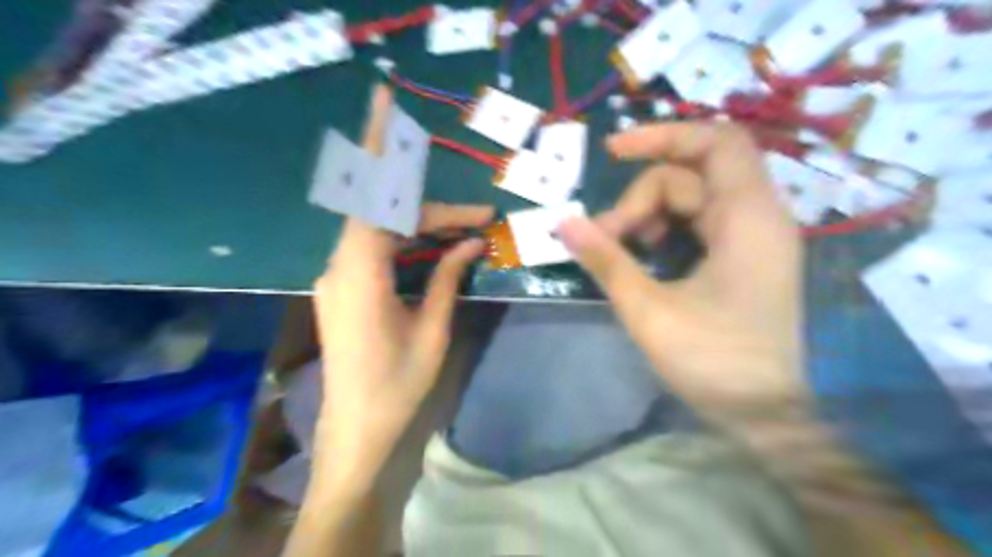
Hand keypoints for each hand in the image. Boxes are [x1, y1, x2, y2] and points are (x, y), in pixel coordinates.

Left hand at [310, 86, 492, 488]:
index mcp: (359, 272)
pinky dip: (407, 244)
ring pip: (382, 232)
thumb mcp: (433, 329)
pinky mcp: (343, 290)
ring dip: (422, 228)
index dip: (378, 147)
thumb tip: (470, 242)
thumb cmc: (397, 386)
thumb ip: (448, 277)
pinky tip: (435, 250)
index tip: (389, 105)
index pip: (369, 194)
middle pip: (386, 215)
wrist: (356, 432)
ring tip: (466, 233)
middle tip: (479, 220)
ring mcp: (338, 278)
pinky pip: (376, 251)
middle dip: (433, 211)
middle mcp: (340, 266)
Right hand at [557, 122, 804, 417]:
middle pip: (692, 174)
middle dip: (641, 195)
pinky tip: (643, 254)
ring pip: (693, 198)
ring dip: (649, 214)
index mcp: (749, 218)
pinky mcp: (744, 257)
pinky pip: (701, 222)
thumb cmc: (711, 361)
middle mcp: (759, 216)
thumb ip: (606, 259)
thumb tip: (563, 223)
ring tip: (618, 248)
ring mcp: (753, 237)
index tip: (613, 151)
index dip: (663, 135)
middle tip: (603, 234)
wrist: (763, 415)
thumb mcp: (648, 309)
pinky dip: (667, 228)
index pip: (716, 141)